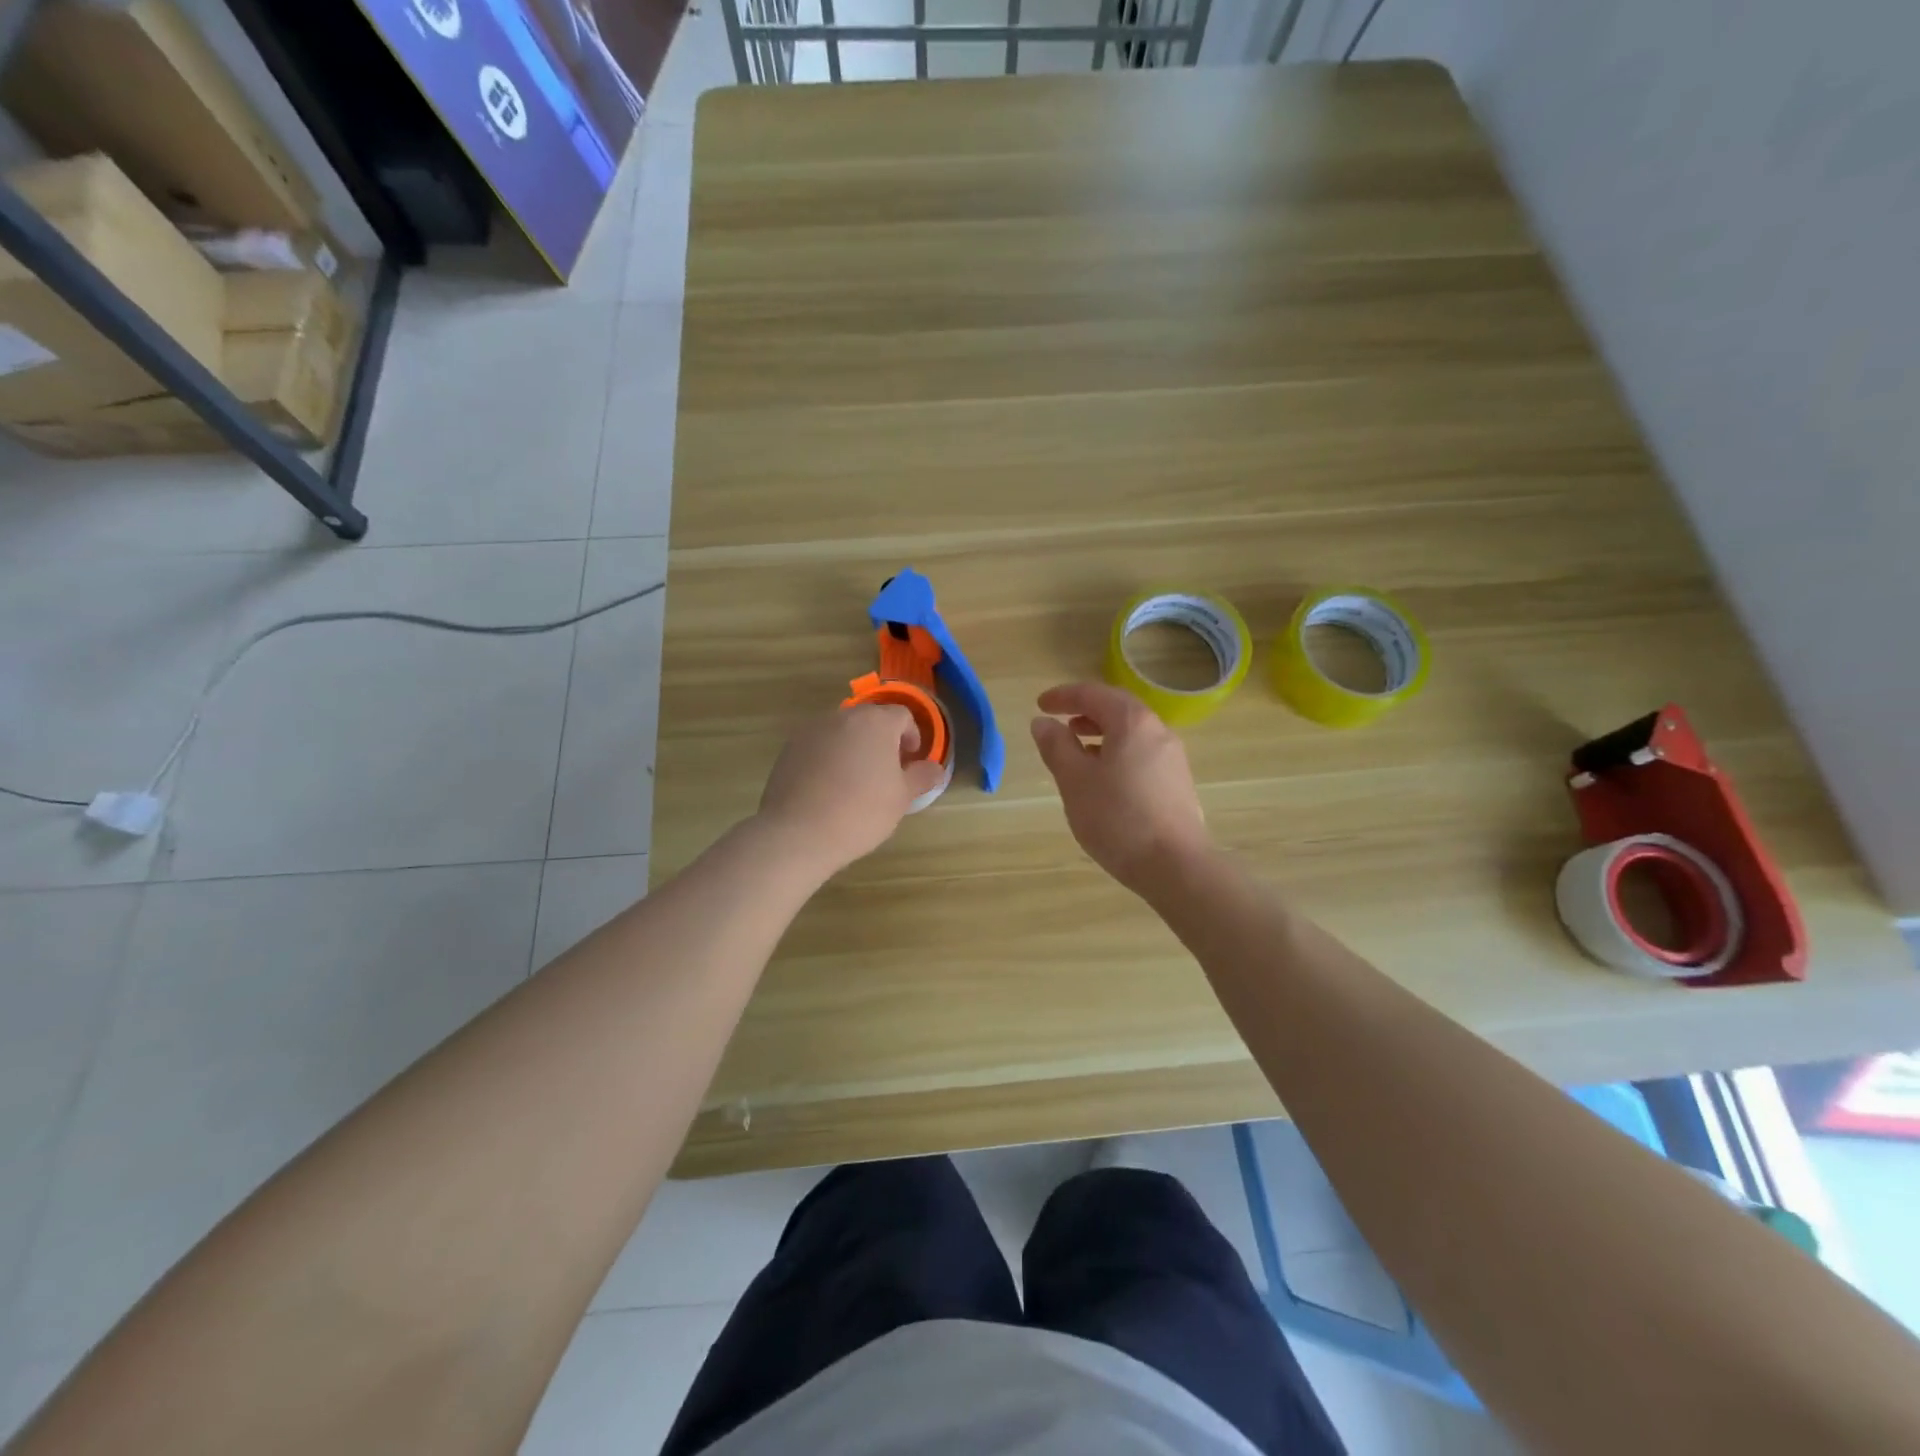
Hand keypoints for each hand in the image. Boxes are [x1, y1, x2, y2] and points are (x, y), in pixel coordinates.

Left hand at [757, 705, 946, 875]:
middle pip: (870, 720)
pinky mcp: (789, 748)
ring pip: (842, 732)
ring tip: (855, 781)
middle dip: (882, 740)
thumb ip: (921, 777)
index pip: (902, 716)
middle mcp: (842, 717)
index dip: (911, 736)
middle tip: (886, 772)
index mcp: (875, 722)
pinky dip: (829, 758)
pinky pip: (819, 745)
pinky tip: (828, 788)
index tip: (910, 762)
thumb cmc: (861, 812)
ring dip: (854, 747)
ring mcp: (812, 730)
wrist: (799, 833)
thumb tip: (935, 768)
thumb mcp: (902, 798)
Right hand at [1030, 682, 1212, 893]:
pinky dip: (1116, 753)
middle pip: (1117, 709)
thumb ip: (1056, 747)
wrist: (1176, 866)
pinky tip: (1103, 779)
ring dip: (1101, 733)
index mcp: (1132, 722)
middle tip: (1058, 723)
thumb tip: (1043, 723)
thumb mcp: (1075, 781)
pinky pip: (1141, 753)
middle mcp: (1158, 731)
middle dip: (1084, 711)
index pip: (1093, 694)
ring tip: (1077, 751)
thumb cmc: (1118, 818)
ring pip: (1131, 733)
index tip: (1040, 705)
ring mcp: (1172, 757)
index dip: (1063, 696)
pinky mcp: (1177, 782)